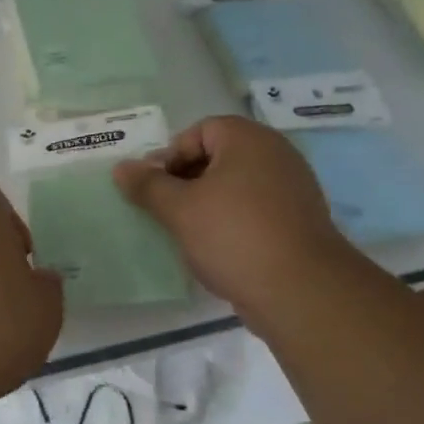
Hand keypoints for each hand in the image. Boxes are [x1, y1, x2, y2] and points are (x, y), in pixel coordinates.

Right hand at [114, 116, 351, 326]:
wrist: (302, 292)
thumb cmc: (234, 236)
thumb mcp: (179, 209)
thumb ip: (147, 185)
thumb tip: (122, 168)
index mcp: (248, 139)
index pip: (199, 131)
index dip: (171, 156)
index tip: (155, 189)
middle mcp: (276, 154)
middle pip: (218, 156)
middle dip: (187, 180)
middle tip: (166, 210)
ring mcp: (293, 188)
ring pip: (236, 185)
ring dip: (208, 203)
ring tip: (187, 232)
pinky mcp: (300, 221)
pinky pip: (255, 209)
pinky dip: (233, 221)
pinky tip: (218, 249)